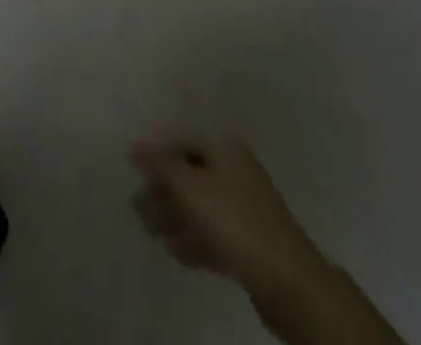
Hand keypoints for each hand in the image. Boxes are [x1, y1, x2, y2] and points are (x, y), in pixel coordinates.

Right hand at [129, 135, 320, 295]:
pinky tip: (174, 249)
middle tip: (138, 204)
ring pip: (200, 204)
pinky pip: (212, 232)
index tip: (131, 165)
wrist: (289, 283)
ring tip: (150, 229)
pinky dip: (192, 237)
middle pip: (190, 171)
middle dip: (162, 187)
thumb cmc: (235, 220)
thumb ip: (160, 164)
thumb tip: (135, 145)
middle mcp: (235, 171)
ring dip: (174, 215)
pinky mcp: (248, 242)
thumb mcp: (190, 187)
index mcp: (225, 148)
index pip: (182, 137)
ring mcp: (244, 208)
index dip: (155, 148)